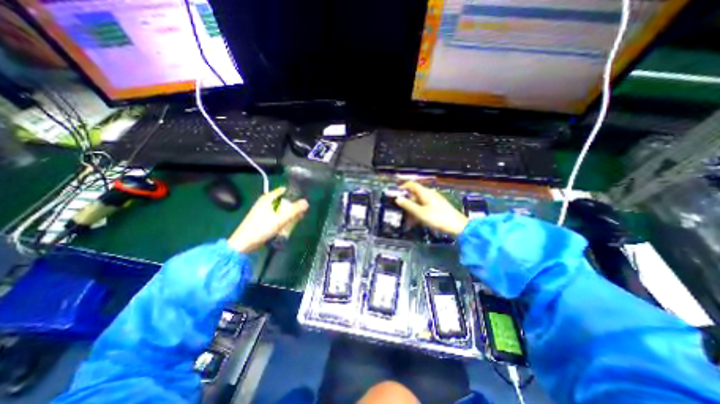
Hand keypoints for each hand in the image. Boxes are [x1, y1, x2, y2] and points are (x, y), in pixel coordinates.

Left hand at [227, 187, 309, 251]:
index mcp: (269, 198)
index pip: (285, 191)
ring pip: (281, 210)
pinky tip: (285, 227)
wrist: (245, 242)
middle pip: (284, 201)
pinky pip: (276, 216)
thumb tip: (306, 202)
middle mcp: (266, 201)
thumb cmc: (263, 227)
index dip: (295, 195)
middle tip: (299, 215)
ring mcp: (263, 210)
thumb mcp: (282, 218)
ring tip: (293, 223)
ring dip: (288, 216)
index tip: (302, 203)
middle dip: (293, 208)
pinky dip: (282, 220)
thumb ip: (295, 209)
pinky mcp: (262, 219)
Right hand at [392, 182, 470, 235]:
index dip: (403, 187)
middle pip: (415, 194)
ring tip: (408, 220)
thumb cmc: (438, 218)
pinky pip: (424, 206)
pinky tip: (416, 221)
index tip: (395, 193)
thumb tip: (397, 199)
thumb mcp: (420, 213)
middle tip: (401, 211)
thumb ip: (408, 205)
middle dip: (407, 202)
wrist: (458, 226)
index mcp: (425, 193)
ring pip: (419, 201)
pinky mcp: (437, 206)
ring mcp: (434, 200)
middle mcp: (429, 194)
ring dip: (412, 209)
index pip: (412, 185)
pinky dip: (418, 211)